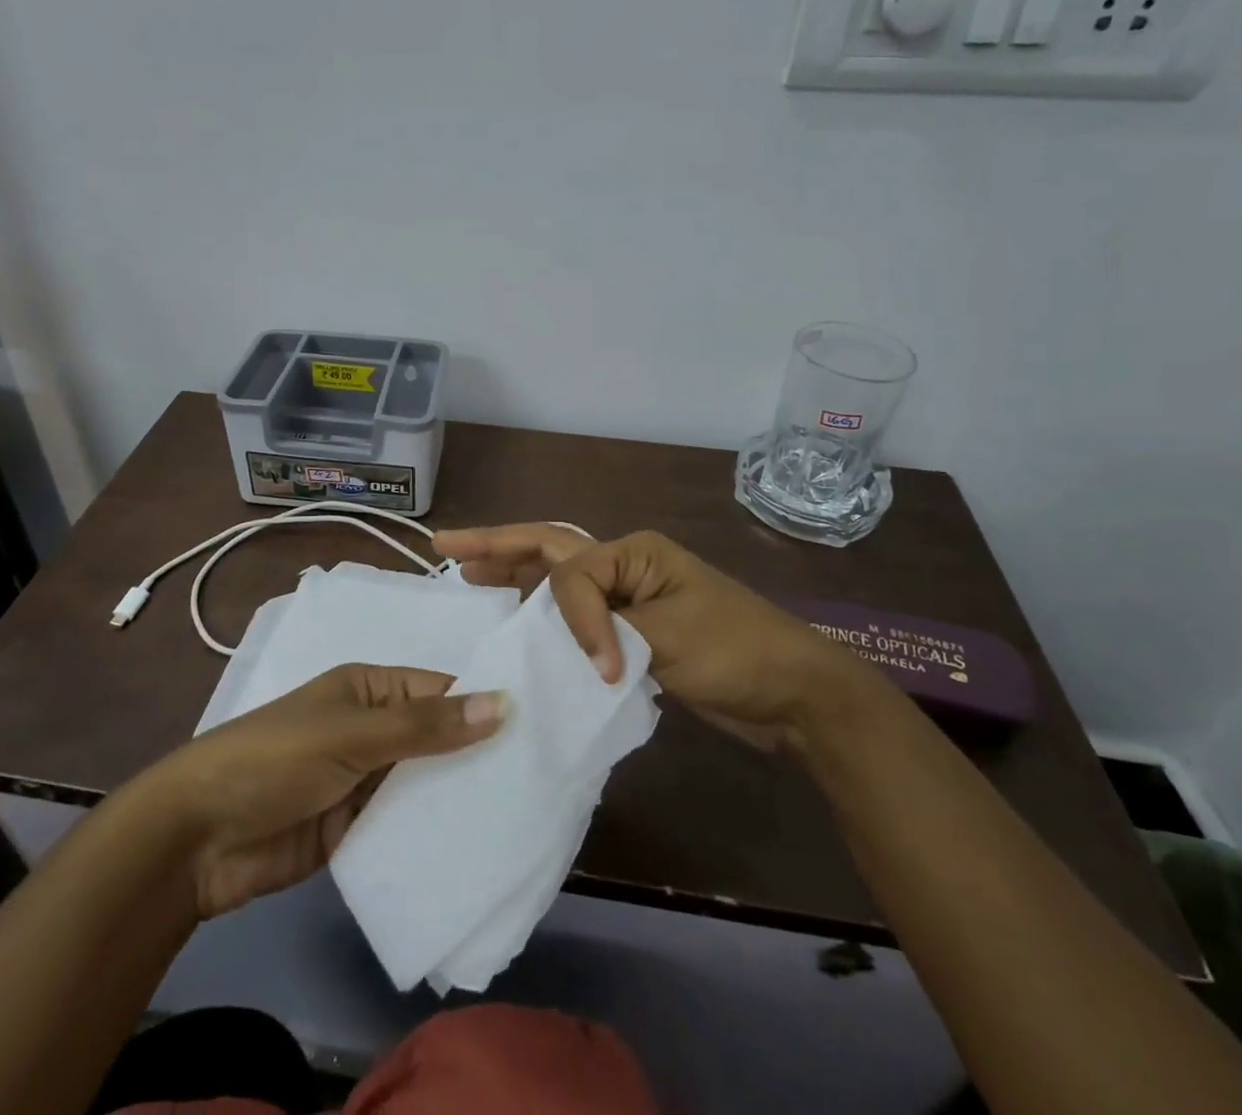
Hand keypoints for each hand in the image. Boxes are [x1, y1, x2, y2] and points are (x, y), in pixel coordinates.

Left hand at [144, 664, 506, 917]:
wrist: (197, 838)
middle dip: (478, 755)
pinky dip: (432, 834)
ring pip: (424, 783)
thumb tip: (504, 702)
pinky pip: (404, 825)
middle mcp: (372, 728)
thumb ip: (427, 725)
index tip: (542, 725)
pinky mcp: (355, 829)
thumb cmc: (277, 759)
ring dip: (459, 797)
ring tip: (527, 812)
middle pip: (437, 737)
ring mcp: (364, 781)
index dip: (485, 703)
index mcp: (370, 688)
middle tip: (544, 775)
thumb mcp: (354, 734)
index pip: (440, 689)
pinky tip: (479, 850)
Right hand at [434, 525, 864, 750]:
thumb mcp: (669, 636)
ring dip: (514, 576)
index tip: (603, 667)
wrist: (795, 695)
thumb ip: (608, 629)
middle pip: (549, 550)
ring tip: (468, 578)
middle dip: (497, 546)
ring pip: (557, 580)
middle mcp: (624, 566)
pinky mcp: (632, 633)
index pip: (574, 575)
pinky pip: (576, 617)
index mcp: (634, 552)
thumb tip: (568, 650)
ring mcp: (628, 598)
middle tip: (446, 547)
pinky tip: (518, 625)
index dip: (575, 620)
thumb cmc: (737, 653)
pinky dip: (544, 619)